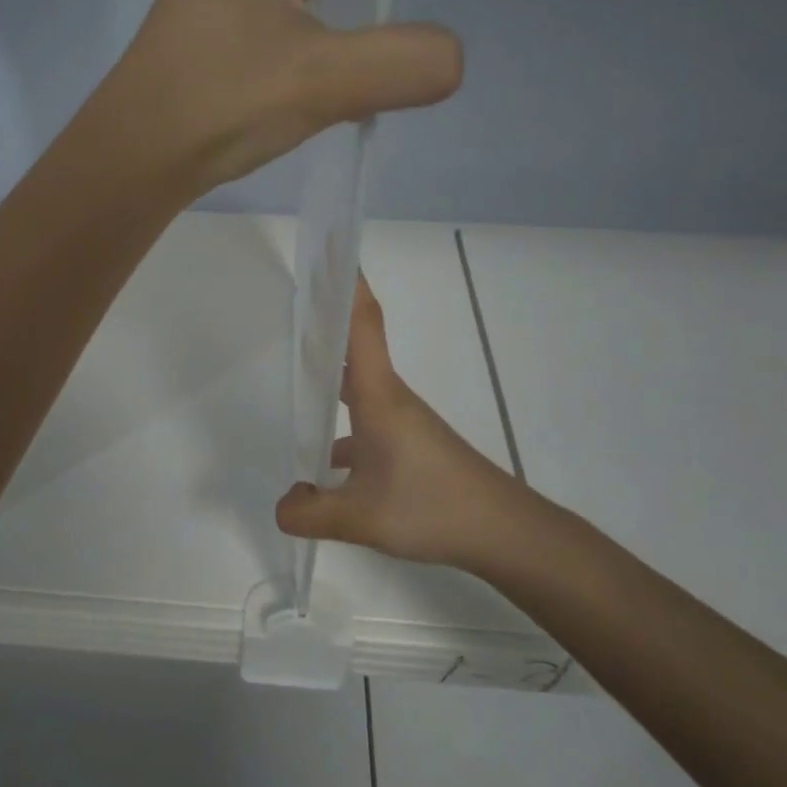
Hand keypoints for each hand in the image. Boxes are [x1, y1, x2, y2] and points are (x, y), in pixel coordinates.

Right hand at [275, 278, 581, 579]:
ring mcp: (403, 423)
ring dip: (329, 377)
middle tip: (288, 307)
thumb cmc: (434, 508)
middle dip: (324, 325)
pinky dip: (342, 428)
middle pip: (355, 349)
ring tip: (291, 379)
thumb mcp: (361, 518)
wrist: (505, 533)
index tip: (329, 254)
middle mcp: (391, 399)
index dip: (348, 287)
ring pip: (358, 389)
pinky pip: (366, 422)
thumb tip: (282, 506)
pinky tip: (324, 462)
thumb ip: (310, 513)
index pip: (362, 327)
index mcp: (379, 397)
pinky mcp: (410, 445)